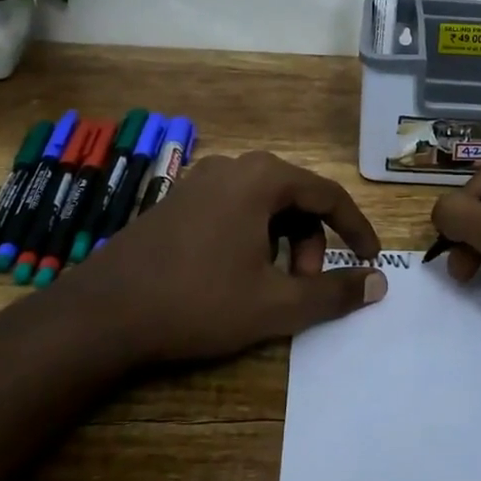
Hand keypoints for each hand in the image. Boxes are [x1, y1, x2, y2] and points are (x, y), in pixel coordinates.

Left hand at [67, 151, 385, 364]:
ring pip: (264, 206)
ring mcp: (200, 181)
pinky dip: (252, 238)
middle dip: (311, 243)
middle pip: (295, 198)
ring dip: (282, 243)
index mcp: (261, 178)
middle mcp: (233, 167)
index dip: (356, 229)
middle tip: (304, 286)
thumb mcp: (274, 304)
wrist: (102, 313)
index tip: (371, 260)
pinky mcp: (178, 201)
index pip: (328, 194)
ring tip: (270, 287)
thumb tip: (378, 283)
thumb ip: (332, 292)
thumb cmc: (197, 302)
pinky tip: (236, 276)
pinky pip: (234, 210)